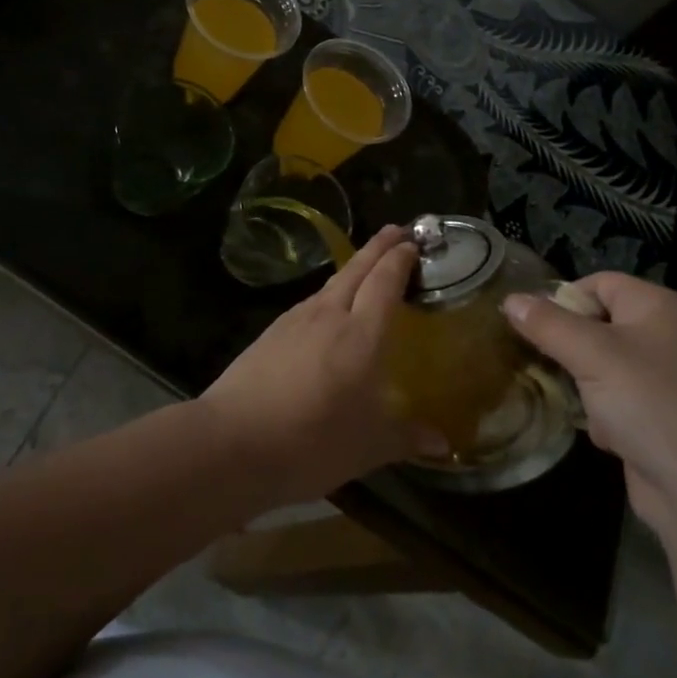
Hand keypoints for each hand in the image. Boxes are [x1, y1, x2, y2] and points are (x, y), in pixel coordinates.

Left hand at [200, 225, 436, 506]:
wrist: (234, 440)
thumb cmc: (312, 441)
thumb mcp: (368, 447)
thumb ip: (406, 436)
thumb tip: (442, 443)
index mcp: (361, 335)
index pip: (384, 283)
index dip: (400, 260)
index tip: (413, 243)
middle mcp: (329, 316)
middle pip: (357, 270)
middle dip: (378, 247)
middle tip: (397, 230)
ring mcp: (295, 321)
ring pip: (331, 283)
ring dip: (353, 268)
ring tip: (365, 267)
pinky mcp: (271, 333)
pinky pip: (310, 302)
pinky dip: (328, 293)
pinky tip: (326, 308)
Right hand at [504, 274, 676, 531]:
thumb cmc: (649, 404)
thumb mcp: (591, 355)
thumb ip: (547, 323)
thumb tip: (510, 298)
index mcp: (662, 307)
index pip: (600, 283)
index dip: (565, 300)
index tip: (536, 327)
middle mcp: (670, 335)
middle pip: (600, 322)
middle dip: (571, 347)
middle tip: (549, 364)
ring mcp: (670, 378)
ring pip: (604, 363)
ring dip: (585, 383)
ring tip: (580, 403)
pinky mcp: (664, 416)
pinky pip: (619, 397)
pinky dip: (605, 412)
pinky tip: (607, 434)